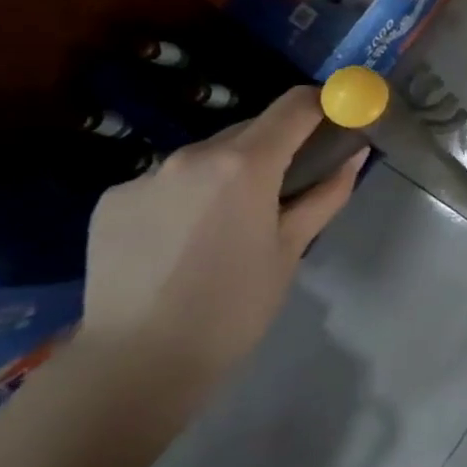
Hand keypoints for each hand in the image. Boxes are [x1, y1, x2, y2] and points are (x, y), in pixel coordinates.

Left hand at [78, 87, 364, 399]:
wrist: (136, 364)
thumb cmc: (234, 306)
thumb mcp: (292, 249)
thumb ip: (327, 193)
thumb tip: (355, 153)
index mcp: (244, 164)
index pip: (294, 105)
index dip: (324, 103)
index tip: (341, 117)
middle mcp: (190, 155)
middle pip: (250, 129)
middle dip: (278, 146)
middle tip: (292, 185)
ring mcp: (144, 176)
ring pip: (207, 157)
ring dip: (231, 172)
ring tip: (232, 224)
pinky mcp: (111, 200)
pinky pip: (167, 182)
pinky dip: (188, 196)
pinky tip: (184, 241)